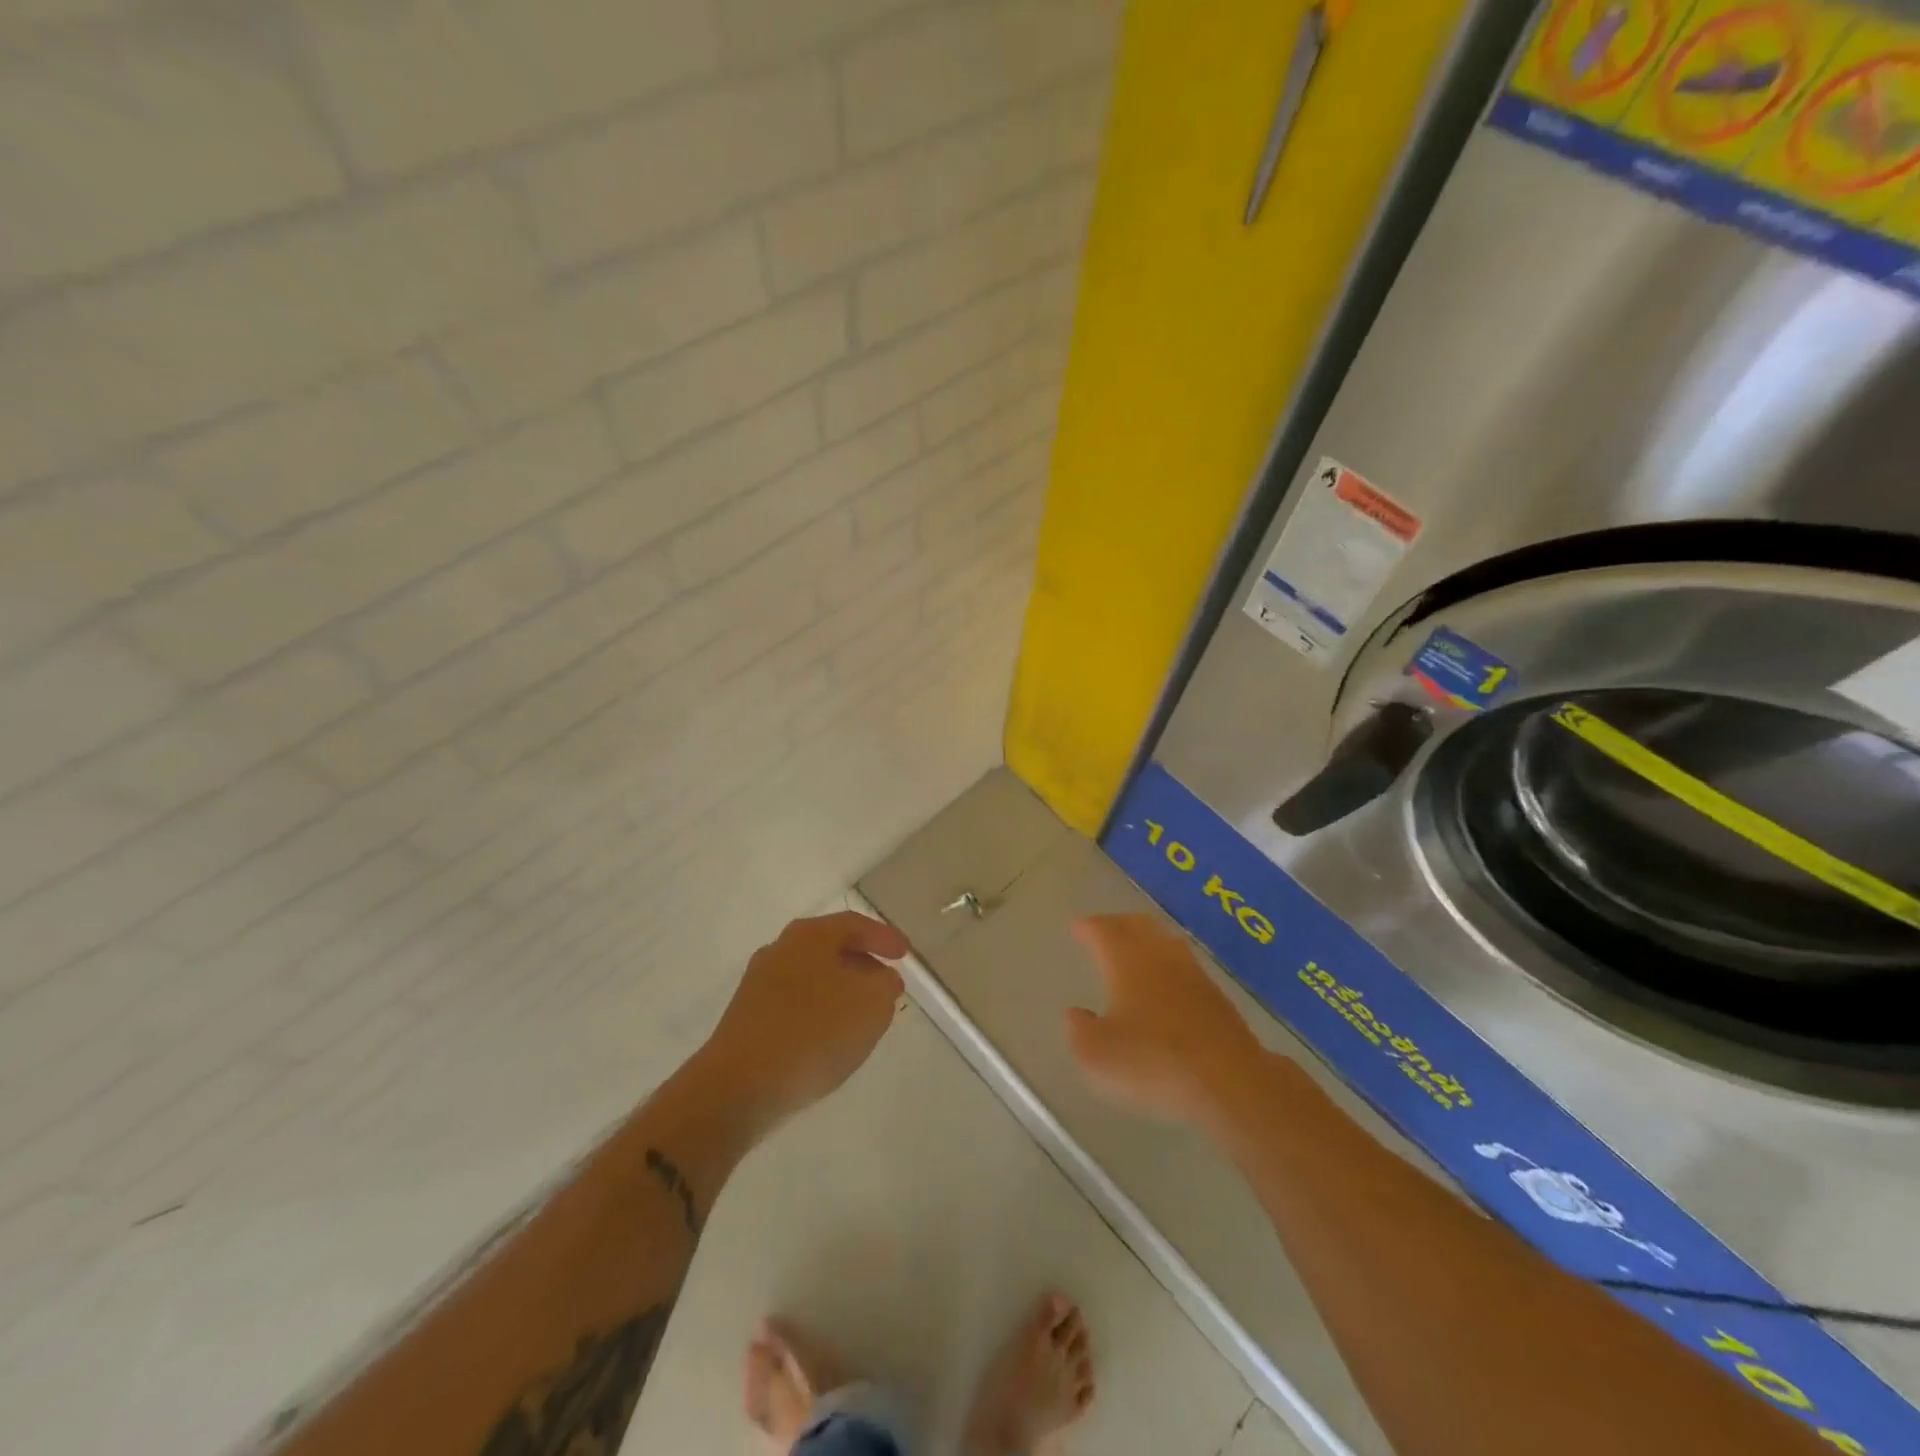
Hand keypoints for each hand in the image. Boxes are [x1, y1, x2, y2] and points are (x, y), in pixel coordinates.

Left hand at [702, 911, 907, 1128]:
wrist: (738, 1087)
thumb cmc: (813, 1032)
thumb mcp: (871, 1004)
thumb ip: (885, 984)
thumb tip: (881, 978)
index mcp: (809, 936)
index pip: (855, 924)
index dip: (884, 938)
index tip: (905, 955)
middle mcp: (780, 950)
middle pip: (830, 948)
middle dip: (861, 963)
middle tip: (885, 983)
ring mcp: (758, 985)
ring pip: (812, 977)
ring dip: (840, 990)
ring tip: (862, 1015)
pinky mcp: (748, 1019)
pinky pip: (795, 1005)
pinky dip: (818, 1013)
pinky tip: (829, 1039)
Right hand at [1065, 914, 1270, 1128]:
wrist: (1228, 1081)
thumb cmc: (1152, 1063)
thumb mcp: (1097, 1056)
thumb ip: (1080, 1031)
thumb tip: (1075, 1013)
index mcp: (1126, 961)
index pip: (1103, 930)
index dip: (1087, 927)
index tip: (1077, 927)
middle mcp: (1159, 956)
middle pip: (1137, 925)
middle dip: (1117, 924)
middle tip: (1103, 930)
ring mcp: (1193, 973)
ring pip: (1164, 941)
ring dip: (1146, 939)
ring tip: (1135, 949)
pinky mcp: (1216, 996)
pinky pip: (1184, 965)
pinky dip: (1168, 963)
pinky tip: (1167, 983)